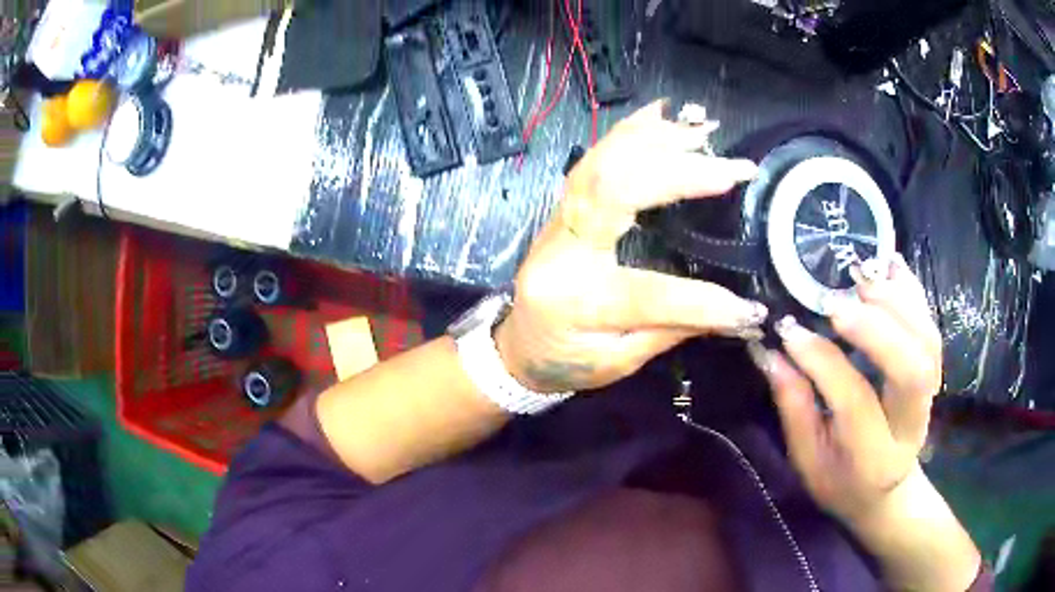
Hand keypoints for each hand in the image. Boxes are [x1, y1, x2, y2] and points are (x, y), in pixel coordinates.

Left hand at [495, 100, 767, 393]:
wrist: (517, 346)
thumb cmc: (565, 361)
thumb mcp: (618, 362)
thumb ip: (674, 331)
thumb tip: (739, 317)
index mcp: (576, 300)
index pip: (650, 294)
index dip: (706, 303)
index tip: (750, 309)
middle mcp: (562, 250)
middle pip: (615, 191)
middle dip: (679, 174)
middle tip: (731, 168)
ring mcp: (558, 220)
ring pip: (602, 163)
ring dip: (656, 140)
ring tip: (702, 132)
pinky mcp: (563, 207)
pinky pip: (592, 159)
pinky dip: (629, 132)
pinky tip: (658, 115)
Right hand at [752, 254, 943, 526]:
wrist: (886, 490)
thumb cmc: (840, 482)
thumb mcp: (808, 460)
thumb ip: (794, 407)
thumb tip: (771, 352)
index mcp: (874, 459)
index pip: (855, 401)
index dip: (823, 361)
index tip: (789, 331)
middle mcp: (911, 425)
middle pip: (910, 368)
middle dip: (875, 328)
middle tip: (836, 302)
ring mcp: (931, 395)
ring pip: (927, 340)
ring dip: (896, 301)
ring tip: (861, 275)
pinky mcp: (934, 371)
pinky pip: (931, 326)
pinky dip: (913, 292)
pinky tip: (890, 265)